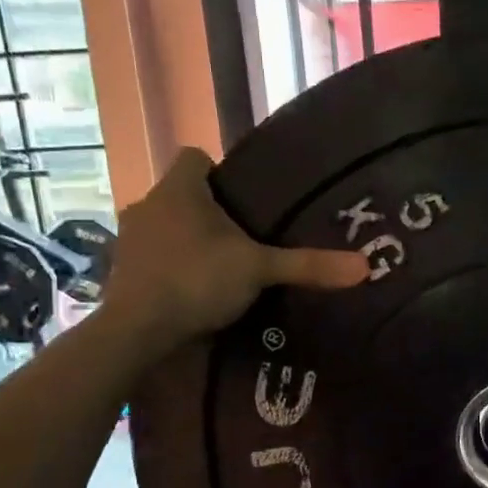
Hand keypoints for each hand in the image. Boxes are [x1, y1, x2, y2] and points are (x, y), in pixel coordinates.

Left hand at [102, 148, 367, 340]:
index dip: (219, 172)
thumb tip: (366, 266)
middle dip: (209, 213)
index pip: (195, 157)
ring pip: (166, 227)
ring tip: (221, 268)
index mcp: (179, 189)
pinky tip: (193, 292)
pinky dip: (172, 268)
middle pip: (182, 195)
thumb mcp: (259, 270)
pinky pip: (153, 257)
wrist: (137, 330)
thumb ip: (307, 265)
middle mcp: (148, 204)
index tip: (243, 201)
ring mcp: (129, 239)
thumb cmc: (197, 281)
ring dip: (188, 241)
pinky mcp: (122, 271)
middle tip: (243, 239)